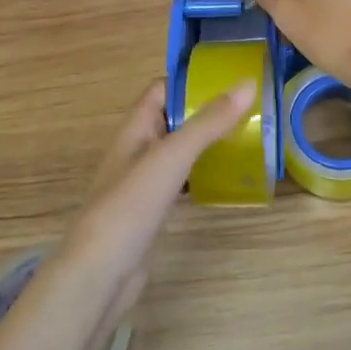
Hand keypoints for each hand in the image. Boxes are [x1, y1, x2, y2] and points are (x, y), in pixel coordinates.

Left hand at [56, 77, 255, 319]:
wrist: (100, 274)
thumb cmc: (131, 205)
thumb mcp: (172, 156)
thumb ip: (209, 122)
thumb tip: (248, 83)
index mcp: (134, 130)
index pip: (161, 90)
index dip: (191, 79)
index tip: (230, 75)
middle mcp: (136, 151)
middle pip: (173, 119)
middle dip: (206, 110)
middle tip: (250, 107)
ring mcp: (143, 184)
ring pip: (179, 152)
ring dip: (207, 143)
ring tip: (247, 136)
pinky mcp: (152, 212)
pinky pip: (181, 181)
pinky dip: (202, 174)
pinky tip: (226, 179)